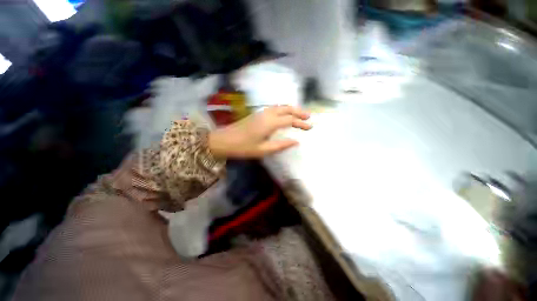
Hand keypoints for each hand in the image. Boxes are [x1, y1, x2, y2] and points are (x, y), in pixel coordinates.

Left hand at [208, 106, 311, 157]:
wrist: (224, 140)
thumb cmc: (243, 147)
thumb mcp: (263, 150)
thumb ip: (281, 145)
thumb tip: (296, 141)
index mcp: (269, 123)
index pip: (290, 120)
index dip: (301, 123)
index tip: (310, 127)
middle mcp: (267, 114)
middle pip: (286, 108)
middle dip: (299, 112)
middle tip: (308, 116)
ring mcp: (261, 112)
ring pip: (280, 106)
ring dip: (291, 109)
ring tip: (299, 114)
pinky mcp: (257, 114)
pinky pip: (274, 108)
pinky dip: (283, 109)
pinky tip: (284, 114)